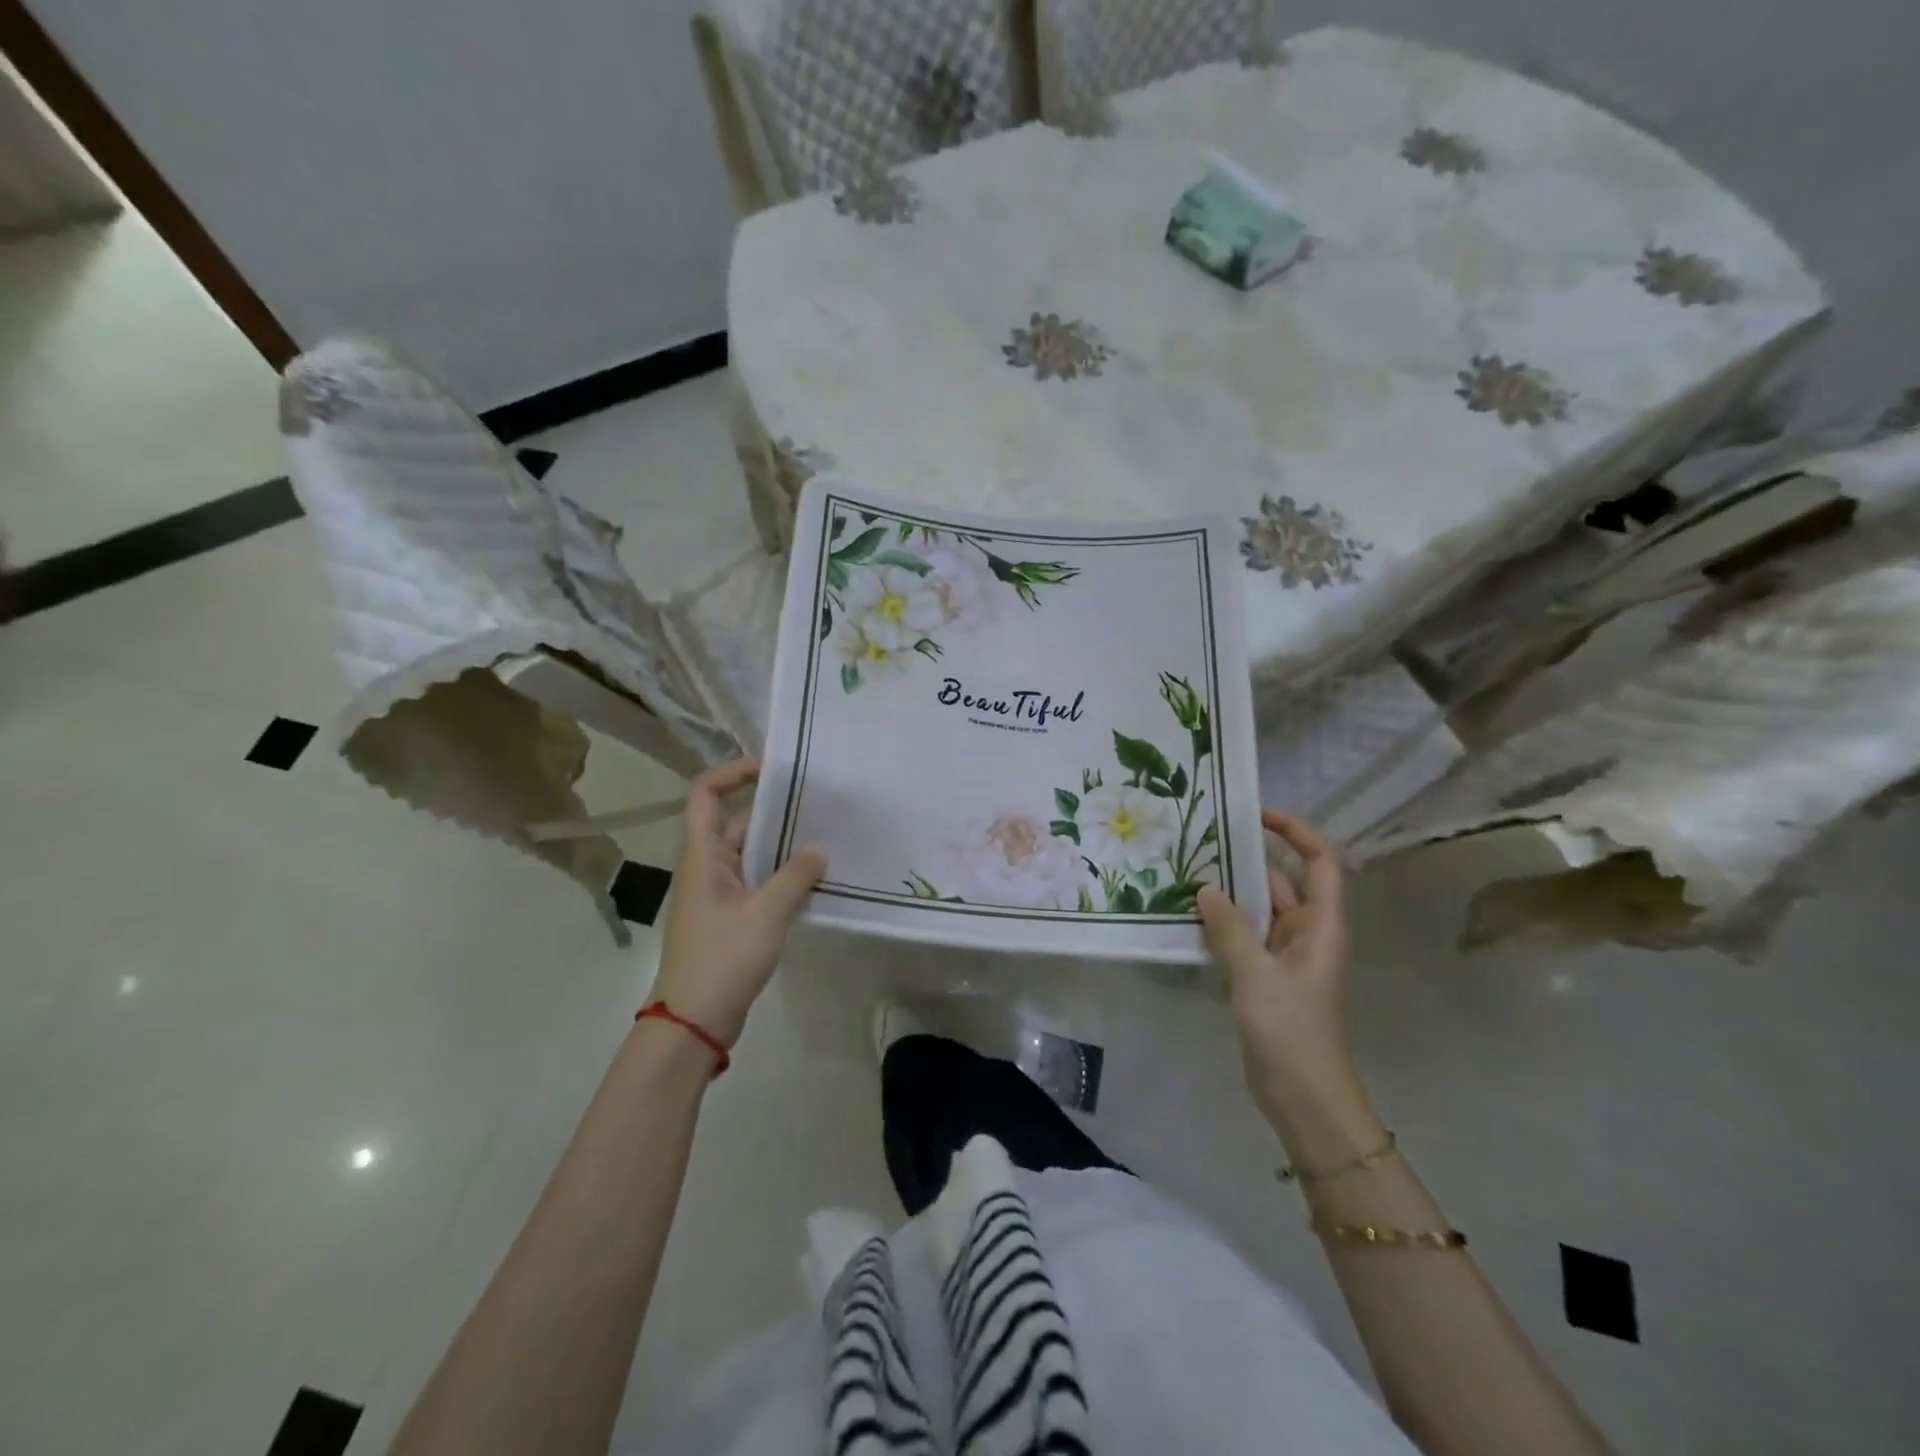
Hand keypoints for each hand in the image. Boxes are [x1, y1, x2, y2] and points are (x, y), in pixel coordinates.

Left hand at [650, 760, 826, 1048]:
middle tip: (818, 801)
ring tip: (826, 833)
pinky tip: (815, 877)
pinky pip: (758, 881)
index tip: (773, 768)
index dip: (733, 773)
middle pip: (736, 822)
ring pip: (751, 854)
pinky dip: (782, 873)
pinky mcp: (730, 916)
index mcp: (703, 856)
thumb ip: (795, 877)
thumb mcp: (766, 914)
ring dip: (783, 844)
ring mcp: (719, 893)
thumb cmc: (722, 959)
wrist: (693, 1022)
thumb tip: (819, 849)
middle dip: (774, 809)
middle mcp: (707, 867)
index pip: (706, 795)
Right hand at [1197, 809, 1359, 1127]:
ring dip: (1232, 891)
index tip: (1256, 815)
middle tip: (1204, 839)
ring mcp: (1286, 955)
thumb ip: (1230, 930)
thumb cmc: (1292, 1032)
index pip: (1320, 861)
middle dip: (1250, 858)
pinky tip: (1190, 915)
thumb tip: (1205, 889)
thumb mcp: (1257, 976)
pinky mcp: (1266, 976)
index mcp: (1321, 925)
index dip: (1295, 831)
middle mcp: (1307, 932)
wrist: (1304, 1098)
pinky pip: (1245, 935)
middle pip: (1283, 880)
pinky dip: (1224, 922)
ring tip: (1189, 869)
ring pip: (1260, 909)